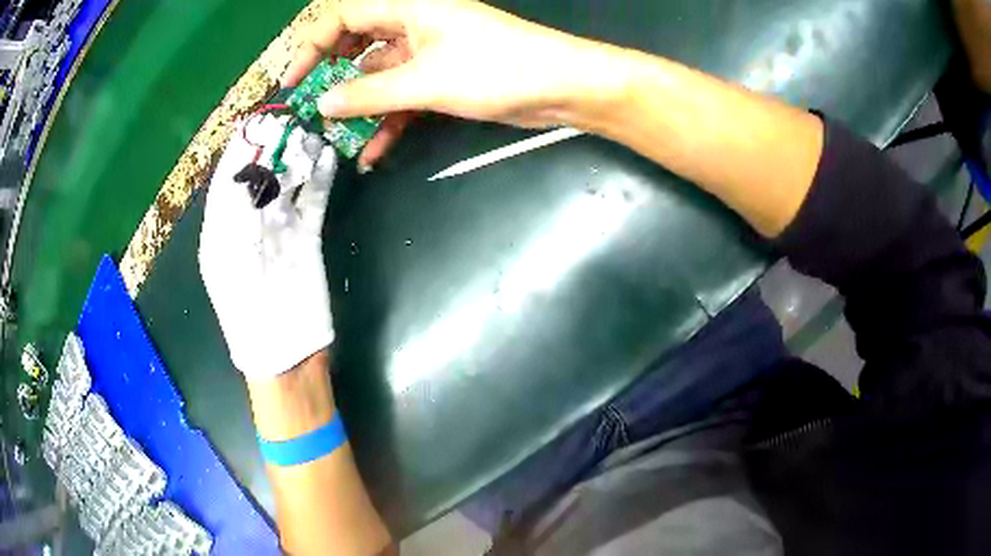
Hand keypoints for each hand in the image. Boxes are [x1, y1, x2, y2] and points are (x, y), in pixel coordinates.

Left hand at [199, 116, 336, 379]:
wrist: (287, 354)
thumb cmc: (248, 314)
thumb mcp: (230, 263)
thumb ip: (236, 214)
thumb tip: (248, 168)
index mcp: (221, 229)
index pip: (227, 179)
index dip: (240, 150)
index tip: (255, 121)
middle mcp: (249, 222)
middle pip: (259, 175)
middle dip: (272, 148)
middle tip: (291, 121)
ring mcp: (280, 228)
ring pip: (288, 183)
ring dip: (298, 158)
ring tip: (311, 133)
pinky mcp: (307, 237)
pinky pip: (314, 200)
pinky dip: (320, 179)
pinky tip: (328, 158)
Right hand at [284, 0, 625, 167]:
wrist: (559, 88)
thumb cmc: (495, 69)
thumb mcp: (424, 80)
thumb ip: (369, 93)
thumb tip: (324, 103)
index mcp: (408, 8)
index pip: (343, 17)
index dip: (312, 46)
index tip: (293, 82)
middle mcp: (413, 25)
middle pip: (357, 47)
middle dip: (333, 81)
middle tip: (313, 114)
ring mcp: (428, 54)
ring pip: (379, 78)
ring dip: (360, 110)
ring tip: (337, 143)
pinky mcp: (442, 79)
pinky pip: (402, 97)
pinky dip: (387, 121)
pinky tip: (371, 153)